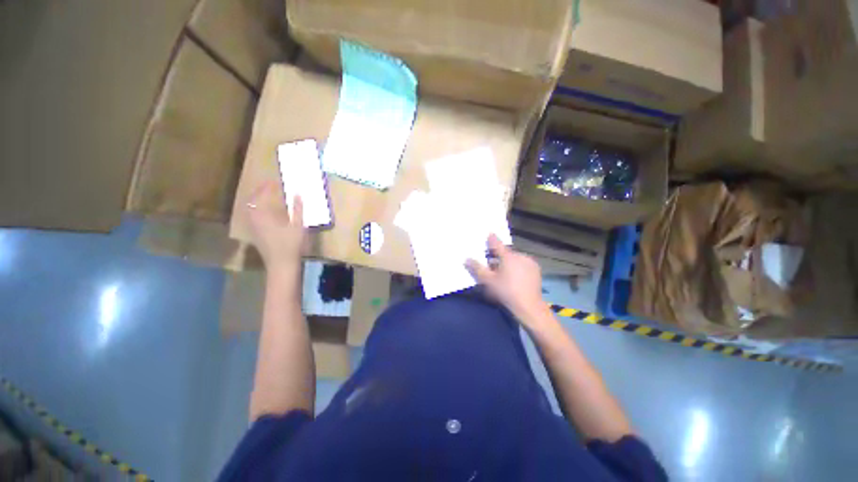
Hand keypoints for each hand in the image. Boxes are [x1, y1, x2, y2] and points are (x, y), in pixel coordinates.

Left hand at [245, 181, 306, 271]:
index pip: (261, 195)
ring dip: (257, 201)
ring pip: (250, 209)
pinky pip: (252, 216)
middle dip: (259, 192)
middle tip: (269, 187)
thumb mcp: (297, 225)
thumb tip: (297, 193)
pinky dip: (258, 210)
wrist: (281, 263)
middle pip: (252, 201)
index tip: (274, 181)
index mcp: (263, 215)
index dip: (267, 187)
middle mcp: (254, 219)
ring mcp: (253, 227)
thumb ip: (297, 209)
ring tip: (267, 197)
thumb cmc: (290, 243)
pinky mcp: (255, 234)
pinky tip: (266, 212)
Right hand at [466, 234, 549, 326]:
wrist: (529, 306)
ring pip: (515, 258)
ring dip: (508, 262)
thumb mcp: (488, 281)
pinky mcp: (536, 270)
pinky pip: (523, 264)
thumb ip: (477, 268)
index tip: (488, 234)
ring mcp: (530, 262)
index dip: (491, 239)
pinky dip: (517, 266)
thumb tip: (466, 259)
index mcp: (508, 256)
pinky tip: (514, 276)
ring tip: (503, 273)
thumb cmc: (506, 292)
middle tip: (491, 265)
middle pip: (506, 253)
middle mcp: (520, 256)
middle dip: (498, 257)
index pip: (497, 243)